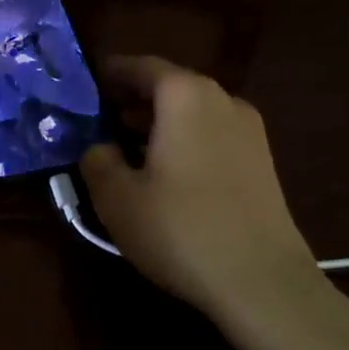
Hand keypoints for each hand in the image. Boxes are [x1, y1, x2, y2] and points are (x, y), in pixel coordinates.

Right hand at [80, 57, 333, 331]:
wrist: (263, 283)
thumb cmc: (181, 229)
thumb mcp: (117, 197)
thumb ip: (97, 159)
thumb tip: (99, 146)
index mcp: (184, 95)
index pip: (139, 66)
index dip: (109, 73)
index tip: (85, 86)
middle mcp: (221, 99)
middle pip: (169, 85)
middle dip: (132, 100)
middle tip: (100, 121)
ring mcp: (249, 129)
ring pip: (192, 110)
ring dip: (159, 122)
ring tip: (129, 149)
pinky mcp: (262, 160)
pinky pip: (212, 133)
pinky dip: (185, 139)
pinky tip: (167, 173)